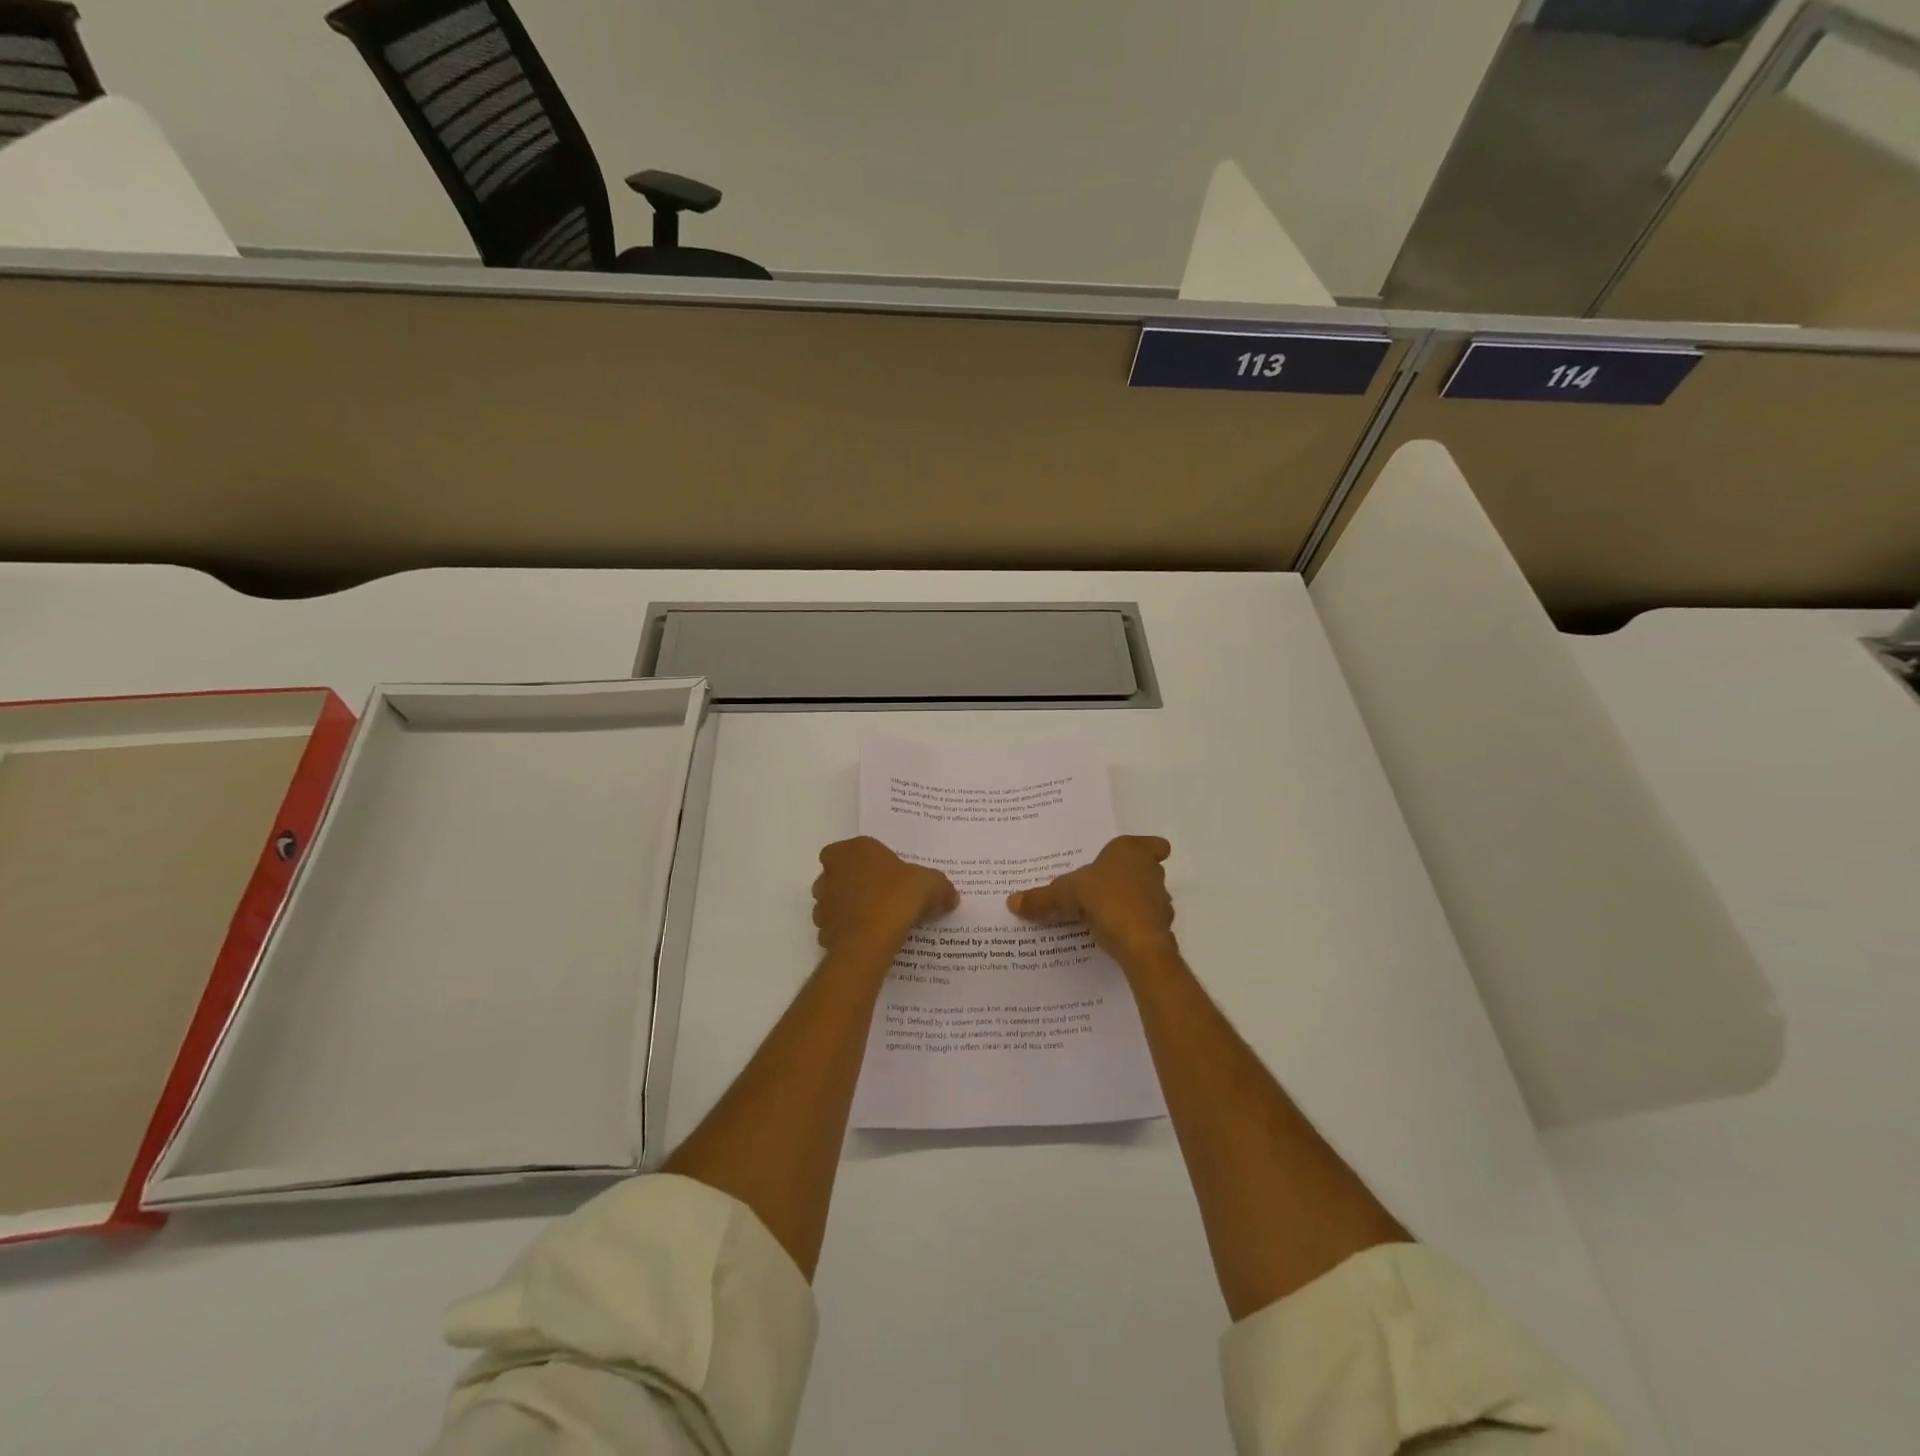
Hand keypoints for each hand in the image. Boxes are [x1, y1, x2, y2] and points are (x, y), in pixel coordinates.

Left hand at [813, 836, 957, 951]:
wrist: (868, 942)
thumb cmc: (896, 898)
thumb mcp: (930, 885)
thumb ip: (941, 886)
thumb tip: (951, 896)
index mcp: (852, 849)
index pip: (859, 849)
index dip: (875, 862)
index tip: (893, 875)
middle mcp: (831, 871)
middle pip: (844, 873)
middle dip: (860, 883)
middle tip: (885, 896)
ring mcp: (823, 901)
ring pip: (837, 900)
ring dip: (852, 907)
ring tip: (879, 920)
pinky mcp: (822, 929)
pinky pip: (838, 926)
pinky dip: (850, 931)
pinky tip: (870, 939)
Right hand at [1007, 835, 1176, 967]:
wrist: (1139, 942)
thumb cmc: (1105, 899)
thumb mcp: (1065, 895)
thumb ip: (1041, 898)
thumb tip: (1011, 902)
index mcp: (1130, 852)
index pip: (1154, 844)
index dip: (1148, 850)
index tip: (1133, 860)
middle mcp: (1151, 872)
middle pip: (1148, 871)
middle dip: (1131, 879)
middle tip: (1104, 888)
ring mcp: (1161, 901)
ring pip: (1148, 897)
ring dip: (1132, 904)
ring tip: (1104, 914)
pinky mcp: (1161, 928)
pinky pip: (1145, 923)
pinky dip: (1133, 927)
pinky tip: (1113, 935)